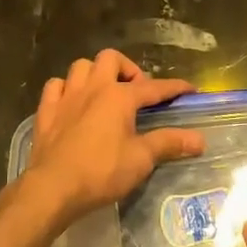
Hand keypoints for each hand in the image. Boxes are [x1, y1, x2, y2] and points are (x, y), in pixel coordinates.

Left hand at [21, 49, 202, 224]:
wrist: (53, 188)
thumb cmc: (101, 171)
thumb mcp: (141, 159)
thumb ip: (169, 143)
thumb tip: (200, 139)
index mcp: (119, 96)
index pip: (154, 87)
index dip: (174, 87)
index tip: (190, 89)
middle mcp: (93, 87)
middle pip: (111, 58)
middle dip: (127, 69)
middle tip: (136, 91)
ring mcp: (66, 96)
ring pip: (81, 66)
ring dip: (95, 73)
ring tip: (105, 93)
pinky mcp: (46, 110)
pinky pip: (56, 86)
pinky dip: (66, 88)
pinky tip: (72, 102)